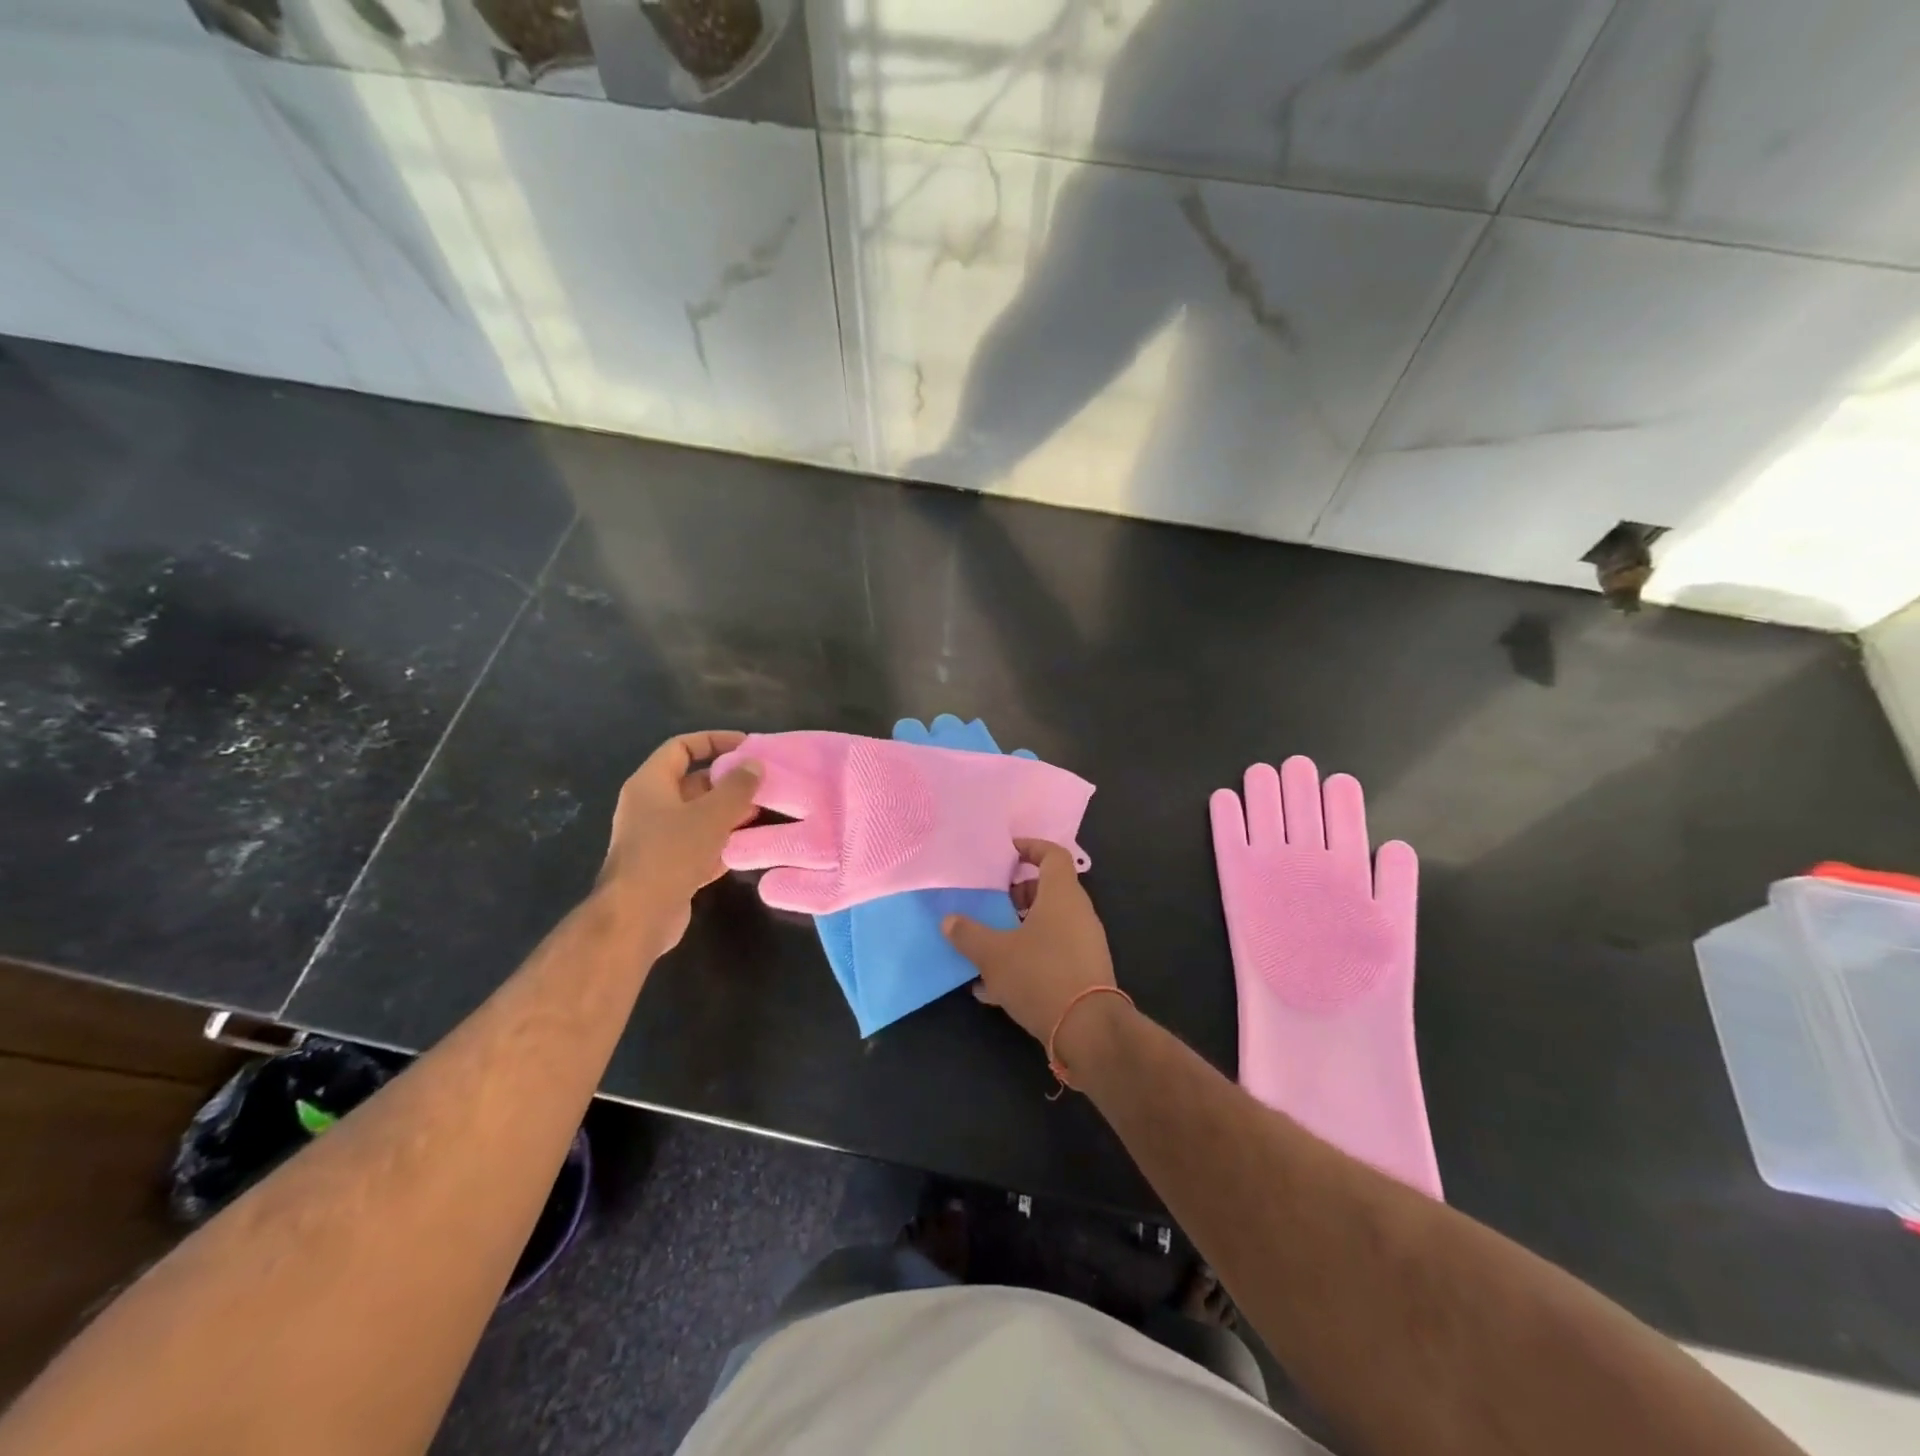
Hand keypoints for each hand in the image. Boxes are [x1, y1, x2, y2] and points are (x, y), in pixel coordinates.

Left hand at [599, 731, 760, 948]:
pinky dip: (721, 841)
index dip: (714, 741)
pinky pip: (698, 843)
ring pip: (698, 815)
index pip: (681, 747)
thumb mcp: (711, 814)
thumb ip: (737, 787)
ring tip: (762, 812)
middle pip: (693, 782)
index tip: (747, 746)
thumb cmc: (670, 854)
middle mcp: (650, 806)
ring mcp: (656, 838)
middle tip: (763, 783)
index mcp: (650, 784)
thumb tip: (755, 763)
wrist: (636, 917)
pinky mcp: (667, 866)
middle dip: (728, 781)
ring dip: (728, 812)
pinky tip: (749, 845)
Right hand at [941, 839, 1114, 1044]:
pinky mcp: (1084, 972)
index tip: (1007, 853)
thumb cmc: (1040, 975)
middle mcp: (1078, 913)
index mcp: (1062, 895)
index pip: (1053, 854)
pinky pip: (1052, 954)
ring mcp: (1084, 944)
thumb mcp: (994, 954)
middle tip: (992, 903)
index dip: (1030, 847)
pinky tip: (996, 987)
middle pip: (1049, 890)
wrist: (1087, 1030)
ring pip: (1049, 924)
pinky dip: (1027, 959)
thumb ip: (968, 934)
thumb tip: (948, 920)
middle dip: (1018, 895)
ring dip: (1020, 929)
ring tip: (988, 946)